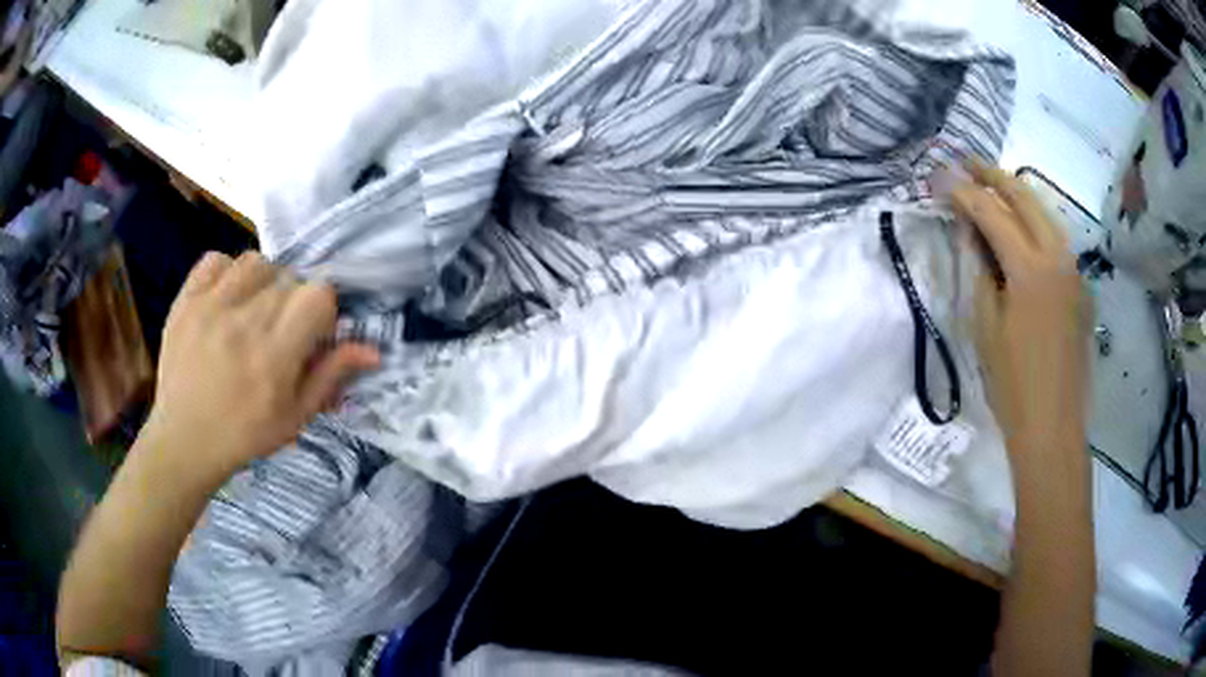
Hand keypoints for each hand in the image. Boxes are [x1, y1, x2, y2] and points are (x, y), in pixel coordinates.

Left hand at [143, 251, 379, 482]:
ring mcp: (210, 307)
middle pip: (289, 278)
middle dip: (294, 301)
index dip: (322, 311)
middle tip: (279, 331)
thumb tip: (373, 350)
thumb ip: (331, 376)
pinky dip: (226, 272)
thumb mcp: (295, 417)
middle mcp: (244, 323)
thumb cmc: (244, 434)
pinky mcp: (185, 300)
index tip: (310, 334)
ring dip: (264, 281)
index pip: (318, 295)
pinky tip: (226, 298)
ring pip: (256, 262)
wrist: (184, 440)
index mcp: (274, 357)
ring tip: (254, 308)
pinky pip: (216, 260)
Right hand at [952, 163, 1088, 454]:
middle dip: (992, 175)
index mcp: (1030, 268)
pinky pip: (1057, 240)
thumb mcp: (985, 326)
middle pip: (1024, 196)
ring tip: (992, 187)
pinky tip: (1020, 232)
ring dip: (1017, 195)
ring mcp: (1074, 269)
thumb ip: (980, 269)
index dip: (962, 192)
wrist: (1054, 427)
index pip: (991, 212)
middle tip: (966, 163)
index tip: (939, 177)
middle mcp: (1057, 256)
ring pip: (1045, 213)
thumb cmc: (1012, 384)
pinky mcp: (1081, 286)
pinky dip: (1035, 224)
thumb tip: (972, 232)